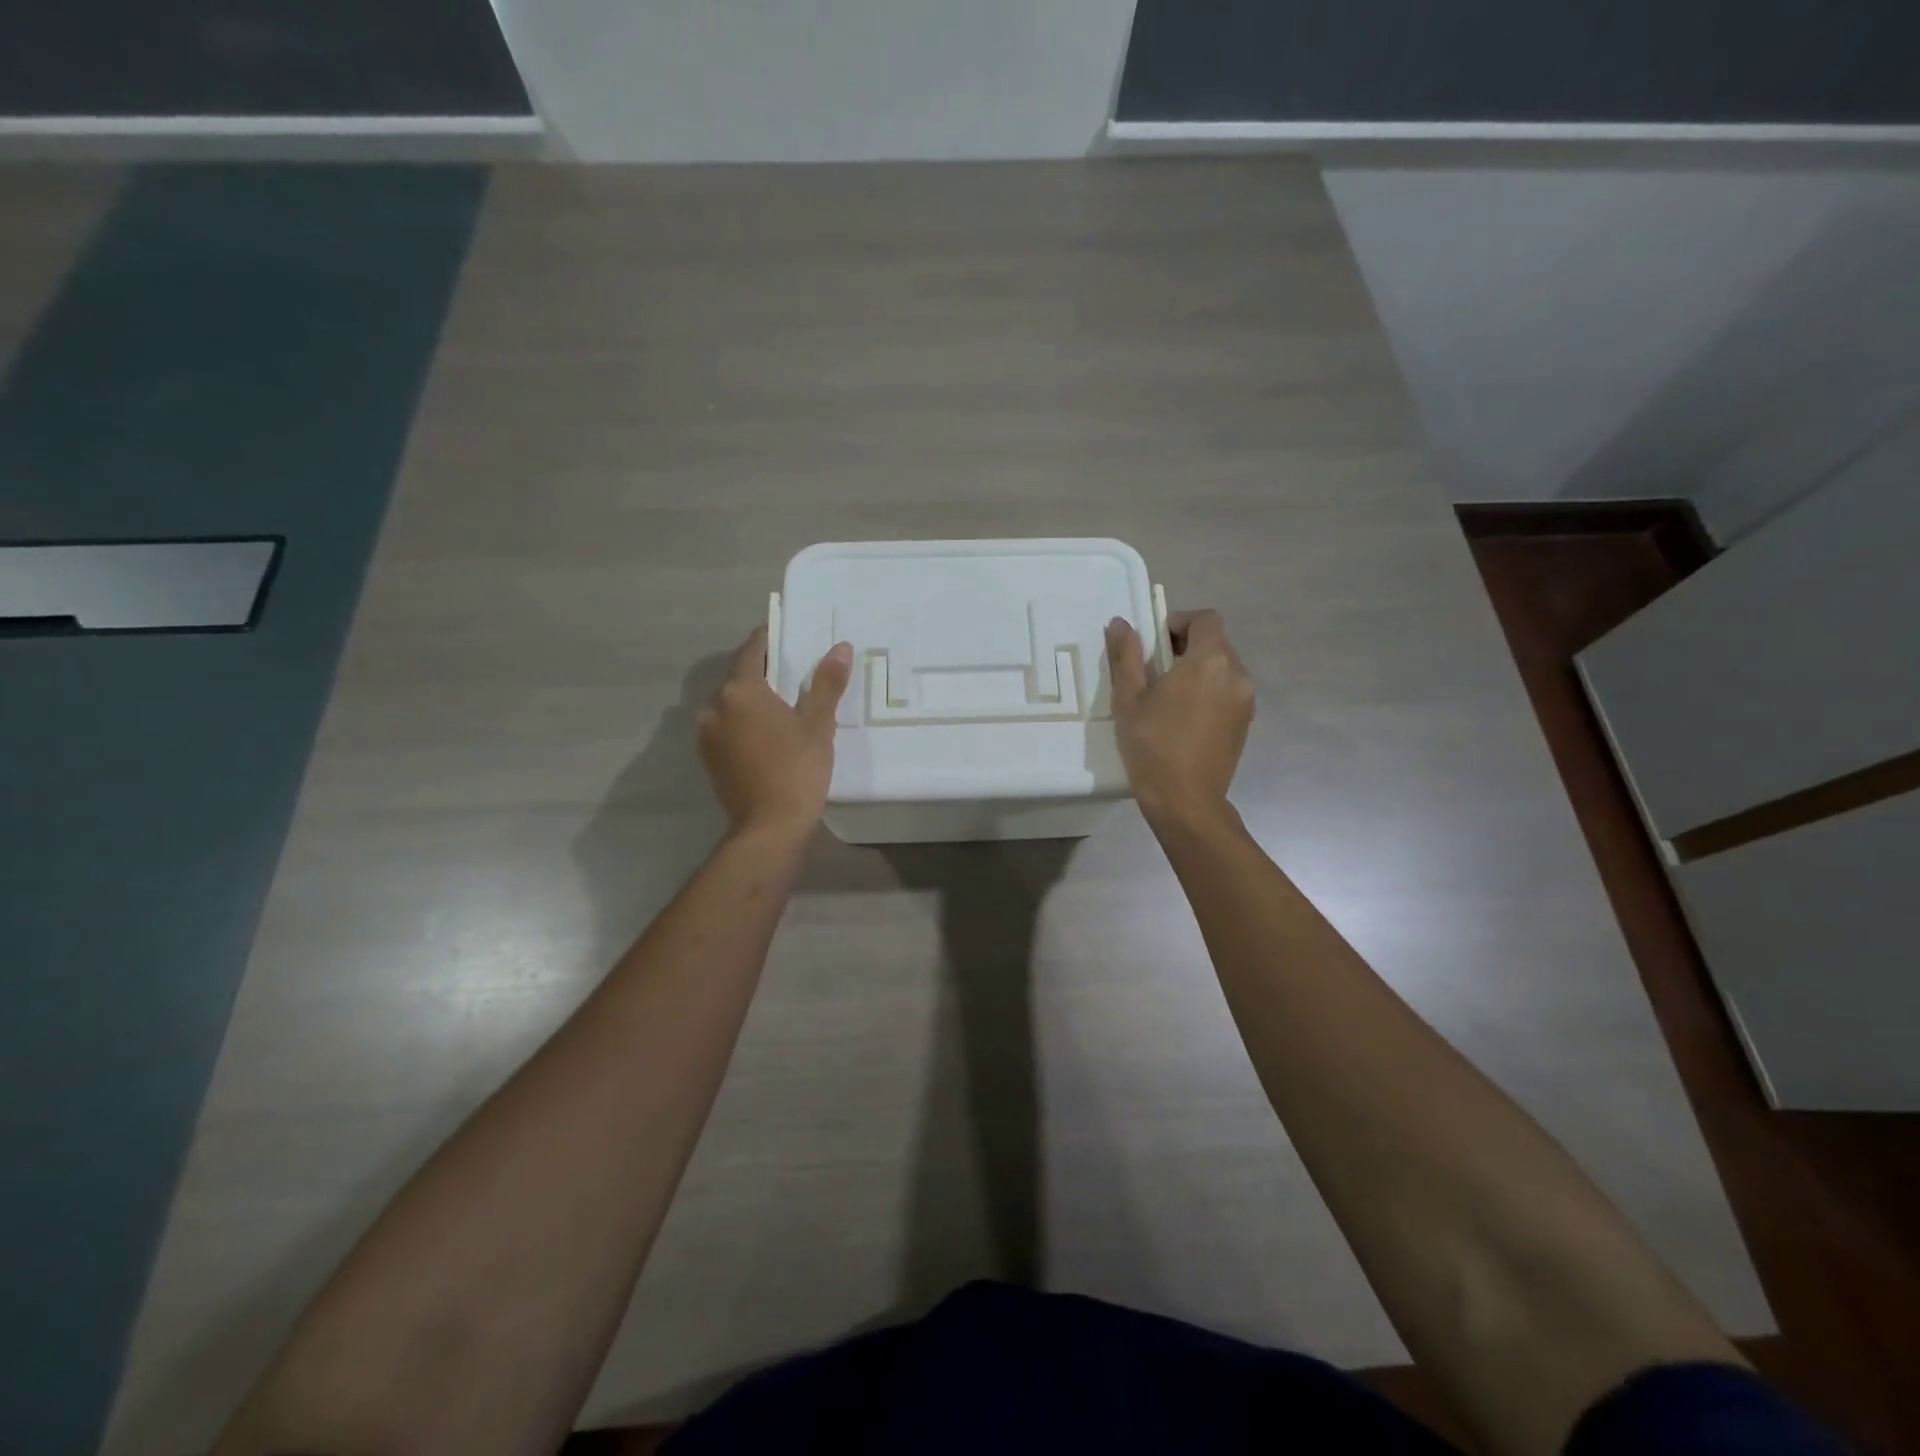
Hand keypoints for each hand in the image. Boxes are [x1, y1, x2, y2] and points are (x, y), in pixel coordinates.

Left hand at [698, 628, 852, 837]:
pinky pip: (728, 729)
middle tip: (794, 673)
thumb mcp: (818, 724)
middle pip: (740, 679)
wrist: (769, 827)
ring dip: (753, 702)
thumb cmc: (797, 769)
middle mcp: (715, 707)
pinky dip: (746, 725)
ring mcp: (708, 736)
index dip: (769, 639)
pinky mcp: (709, 760)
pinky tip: (768, 735)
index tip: (785, 632)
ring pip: (732, 706)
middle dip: (764, 674)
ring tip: (783, 706)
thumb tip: (840, 648)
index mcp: (740, 691)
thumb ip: (826, 683)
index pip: (752, 652)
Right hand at [1106, 609, 1254, 825]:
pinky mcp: (1246, 723)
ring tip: (1168, 696)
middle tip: (1154, 669)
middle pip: (1216, 642)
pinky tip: (1184, 718)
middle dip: (1186, 646)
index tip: (1155, 642)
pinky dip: (1209, 692)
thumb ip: (1126, 656)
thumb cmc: (1152, 746)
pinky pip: (1228, 692)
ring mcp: (1246, 701)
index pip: (1205, 619)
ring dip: (1198, 670)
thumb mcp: (1129, 699)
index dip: (1179, 622)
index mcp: (1210, 661)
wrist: (1186, 801)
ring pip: (1223, 669)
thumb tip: (1120, 623)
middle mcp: (1237, 674)